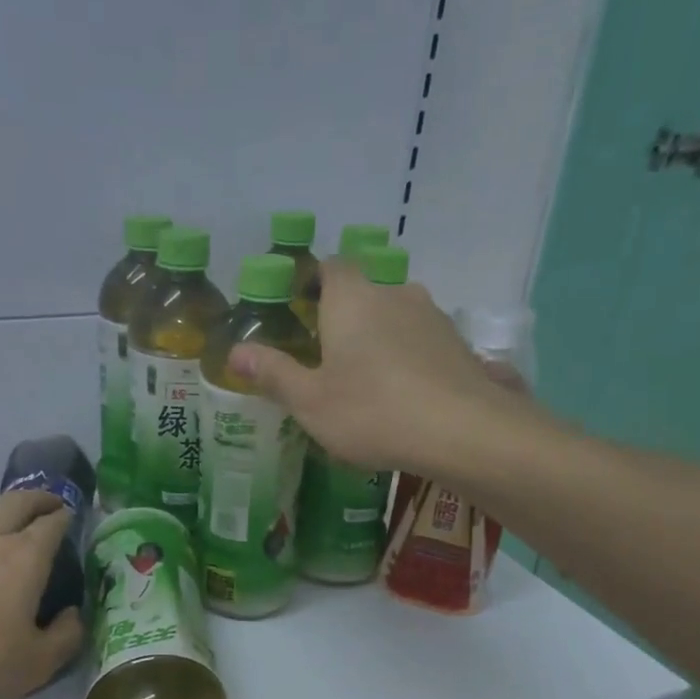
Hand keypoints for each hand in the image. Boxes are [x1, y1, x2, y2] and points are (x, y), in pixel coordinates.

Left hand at [0, 490, 83, 698]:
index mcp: (25, 558)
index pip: (52, 524)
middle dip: (39, 498)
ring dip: (0, 508)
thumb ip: (67, 636)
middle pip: (17, 502)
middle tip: (49, 503)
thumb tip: (74, 613)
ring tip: (7, 516)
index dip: (66, 517)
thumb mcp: (37, 665)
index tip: (71, 517)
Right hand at [229, 259, 529, 473]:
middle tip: (326, 354)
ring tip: (365, 378)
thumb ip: (273, 373)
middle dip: (344, 315)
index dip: (312, 282)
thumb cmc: (372, 411)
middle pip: (363, 292)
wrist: (464, 432)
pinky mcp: (458, 344)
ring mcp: (433, 316)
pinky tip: (403, 392)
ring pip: (395, 315)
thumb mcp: (310, 400)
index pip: (329, 266)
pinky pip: (421, 340)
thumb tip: (235, 352)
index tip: (298, 310)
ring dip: (379, 336)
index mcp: (352, 298)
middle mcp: (394, 293)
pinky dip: (407, 356)